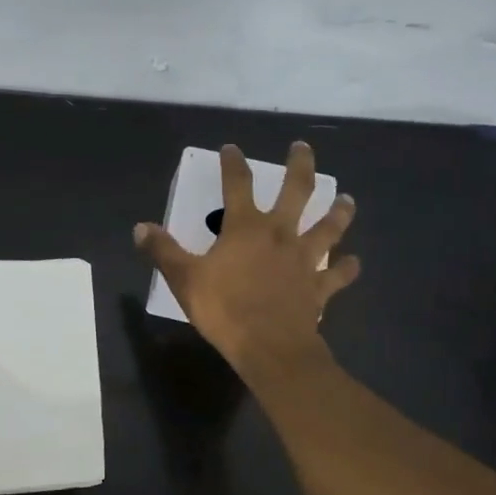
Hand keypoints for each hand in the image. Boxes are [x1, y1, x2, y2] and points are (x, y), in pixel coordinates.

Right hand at [135, 141, 359, 379]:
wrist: (269, 347)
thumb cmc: (224, 309)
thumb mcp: (184, 278)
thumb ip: (163, 251)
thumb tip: (141, 227)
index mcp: (246, 228)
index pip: (237, 185)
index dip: (233, 164)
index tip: (232, 148)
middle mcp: (280, 234)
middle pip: (296, 192)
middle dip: (300, 166)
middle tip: (303, 148)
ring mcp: (304, 260)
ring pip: (328, 228)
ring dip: (338, 212)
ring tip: (347, 199)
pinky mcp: (319, 287)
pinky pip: (337, 275)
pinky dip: (347, 269)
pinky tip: (354, 263)